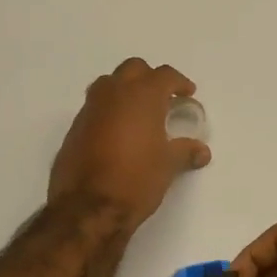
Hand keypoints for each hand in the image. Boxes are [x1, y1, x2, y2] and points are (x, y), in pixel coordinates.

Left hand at [48, 58, 210, 229]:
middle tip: (162, 98)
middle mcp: (114, 94)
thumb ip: (185, 151)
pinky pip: (95, 107)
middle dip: (149, 78)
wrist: (88, 207)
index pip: (164, 75)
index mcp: (142, 96)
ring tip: (138, 112)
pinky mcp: (75, 127)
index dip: (179, 83)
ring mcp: (90, 109)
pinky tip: (117, 133)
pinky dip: (109, 110)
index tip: (187, 94)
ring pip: (109, 84)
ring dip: (125, 90)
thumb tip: (201, 150)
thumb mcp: (168, 165)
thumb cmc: (137, 180)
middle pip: (133, 69)